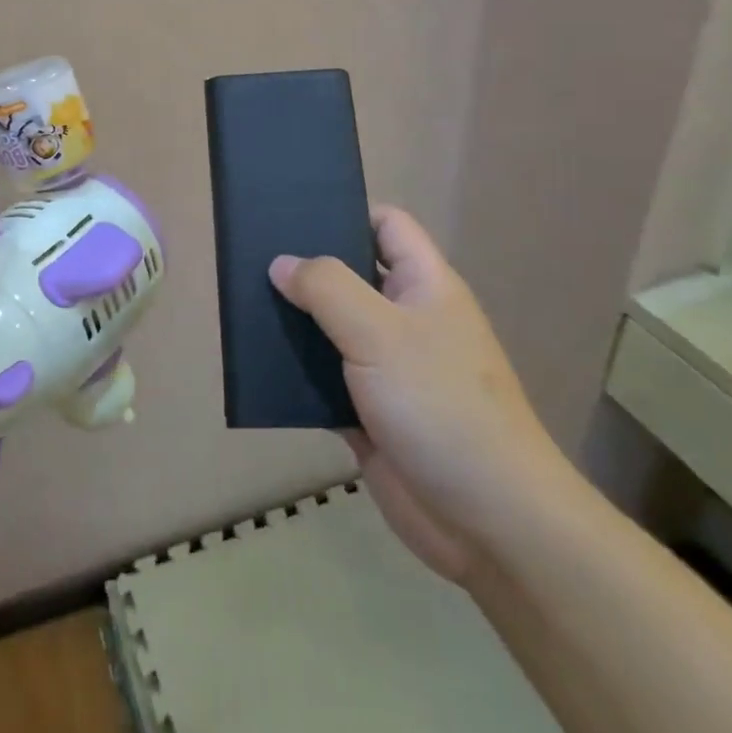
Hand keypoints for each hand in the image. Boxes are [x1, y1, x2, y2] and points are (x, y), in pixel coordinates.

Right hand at [269, 207, 570, 584]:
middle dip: (306, 267)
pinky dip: (296, 373)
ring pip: (333, 330)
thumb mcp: (380, 332)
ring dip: (295, 322)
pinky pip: (324, 380)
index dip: (345, 211)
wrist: (488, 521)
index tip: (292, 212)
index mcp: (424, 286)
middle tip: (251, 256)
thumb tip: (281, 263)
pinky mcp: (369, 414)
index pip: (386, 225)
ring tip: (243, 304)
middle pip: (351, 275)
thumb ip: (327, 288)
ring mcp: (388, 369)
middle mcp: (407, 320)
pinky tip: (257, 366)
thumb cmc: (440, 406)